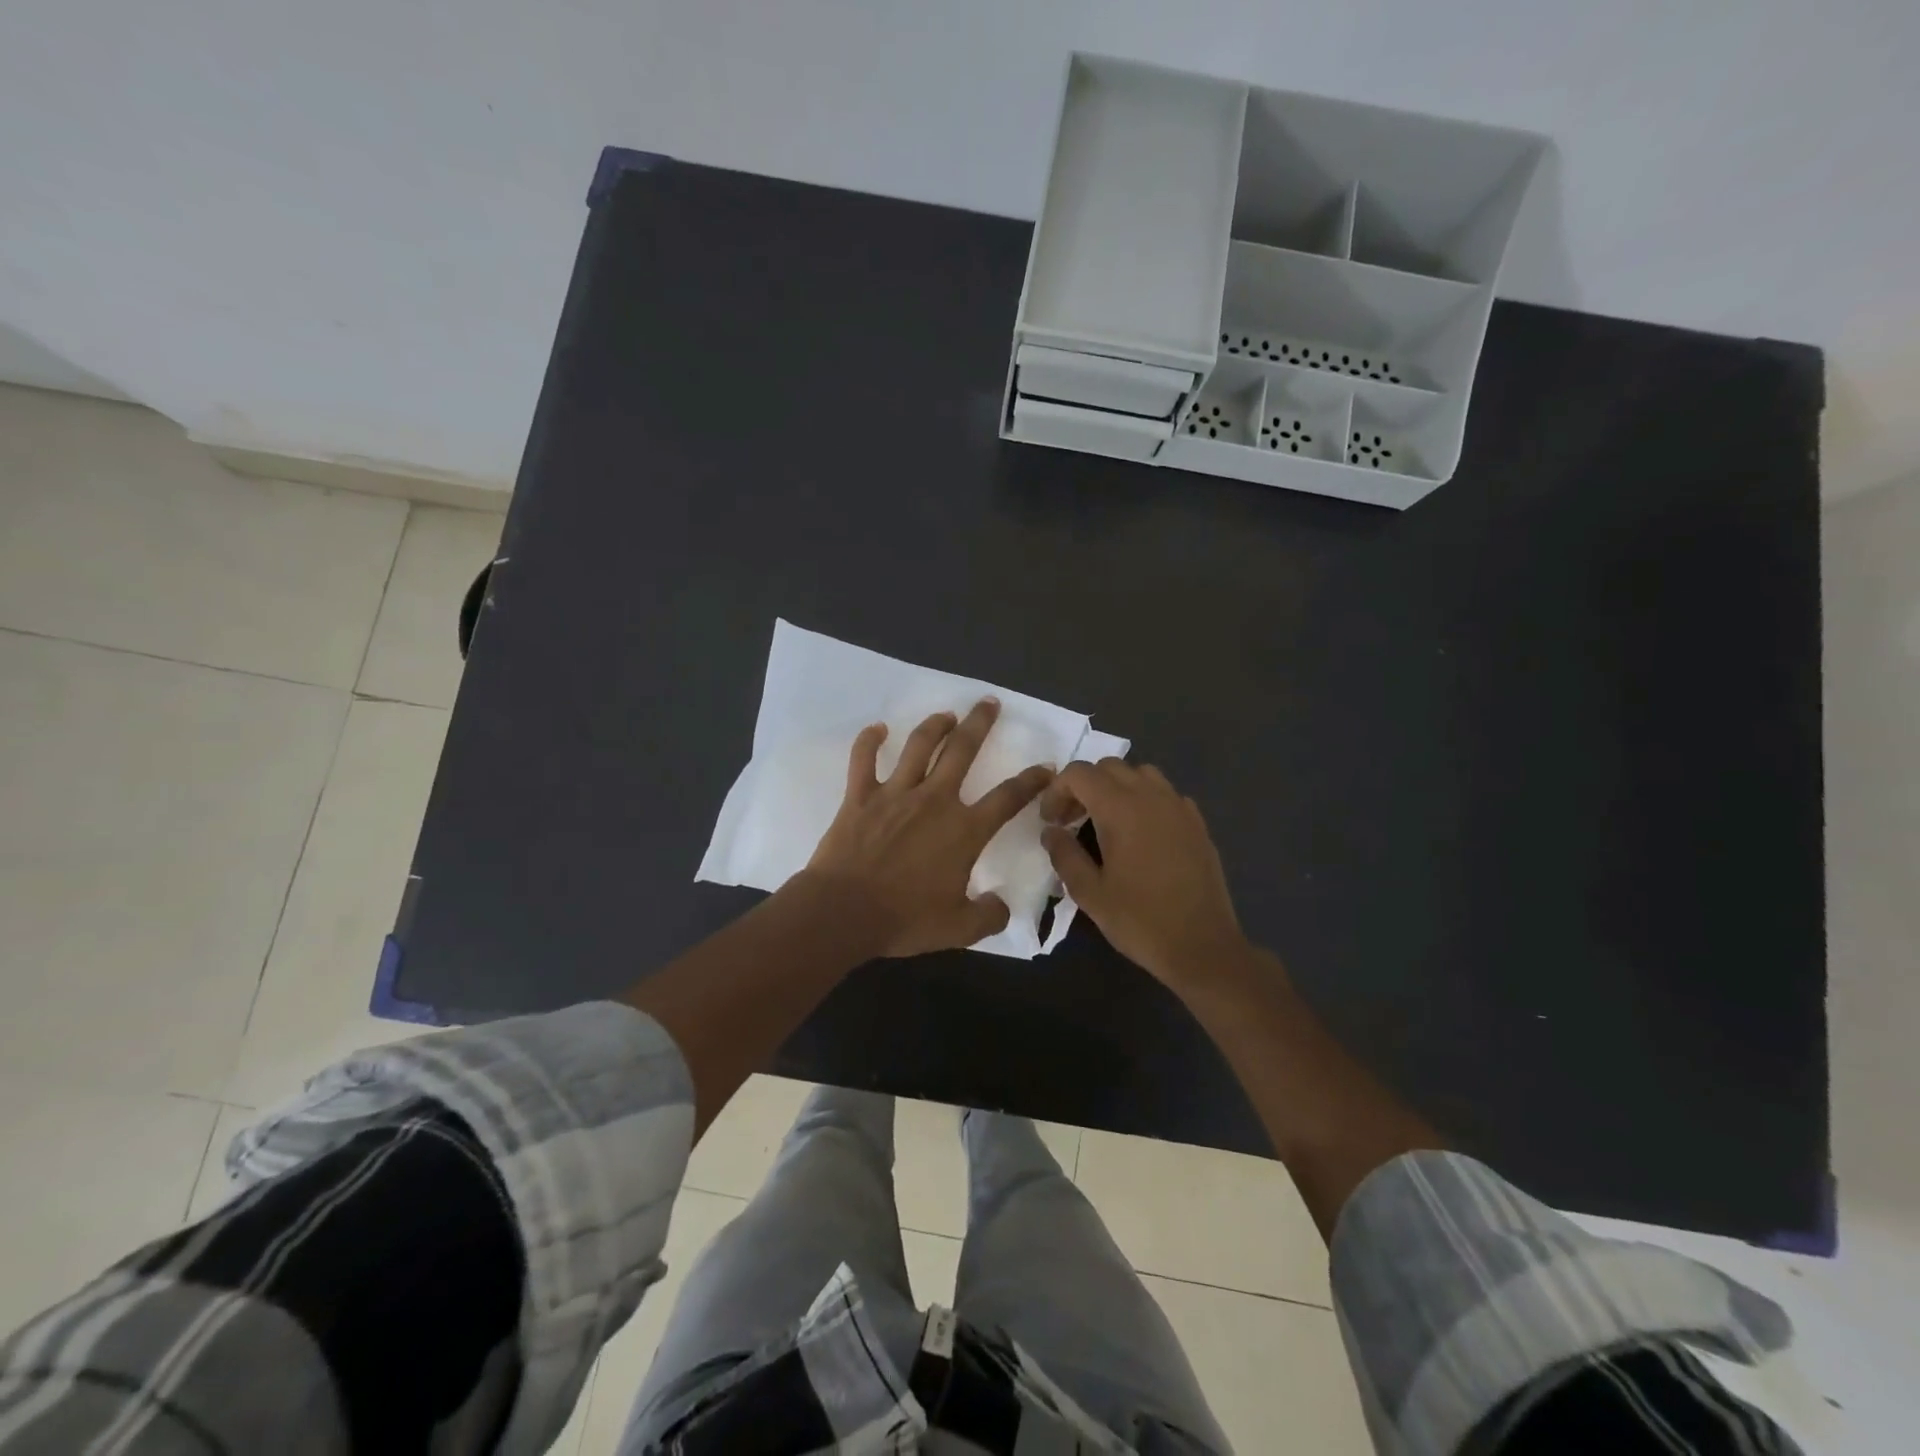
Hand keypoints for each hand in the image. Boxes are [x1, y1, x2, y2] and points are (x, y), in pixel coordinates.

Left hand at [803, 699, 1054, 956]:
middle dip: (979, 723)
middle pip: (962, 750)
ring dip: (934, 725)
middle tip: (989, 702)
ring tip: (946, 714)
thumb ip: (988, 916)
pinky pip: (863, 759)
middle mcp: (934, 800)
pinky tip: (878, 729)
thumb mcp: (959, 929)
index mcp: (964, 829)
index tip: (1046, 767)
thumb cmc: (904, 918)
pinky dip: (870, 740)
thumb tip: (1002, 906)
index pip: (1008, 798)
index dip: (1031, 781)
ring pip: (919, 746)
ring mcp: (895, 793)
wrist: (844, 911)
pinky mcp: (860, 796)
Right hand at [1040, 759, 1250, 993]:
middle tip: (1071, 820)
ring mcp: (1179, 807)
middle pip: (1109, 767)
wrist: (1203, 946)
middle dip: (1084, 786)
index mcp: (1121, 809)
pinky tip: (1141, 834)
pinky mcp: (1197, 824)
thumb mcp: (1090, 893)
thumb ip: (1064, 855)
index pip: (1080, 774)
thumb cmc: (1140, 920)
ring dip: (1116, 787)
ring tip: (1106, 821)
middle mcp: (1152, 796)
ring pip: (1141, 774)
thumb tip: (1051, 831)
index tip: (1050, 821)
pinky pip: (1165, 794)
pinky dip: (1145, 800)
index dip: (1057, 791)